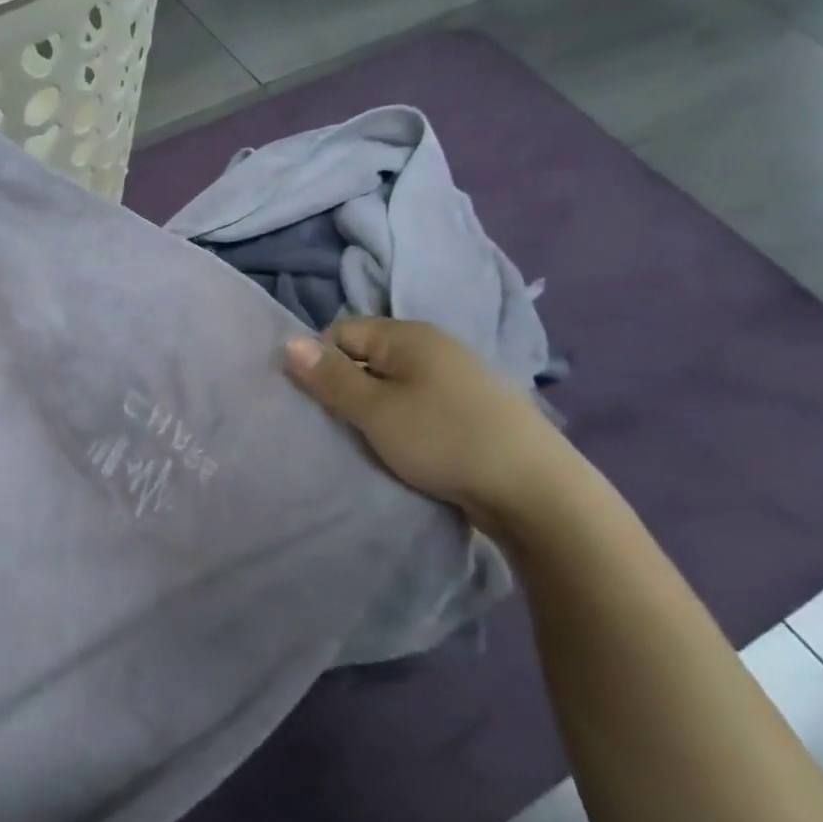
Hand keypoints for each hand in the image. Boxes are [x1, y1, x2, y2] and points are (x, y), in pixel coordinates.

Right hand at [283, 318, 580, 533]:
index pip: (342, 331)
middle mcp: (434, 345)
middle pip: (368, 356)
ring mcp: (458, 376)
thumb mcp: (376, 411)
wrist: (535, 490)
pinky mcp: (473, 407)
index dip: (321, 361)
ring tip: (370, 440)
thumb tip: (287, 343)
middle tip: (339, 425)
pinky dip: (404, 419)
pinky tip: (407, 447)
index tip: (318, 402)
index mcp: (408, 335)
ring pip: (394, 382)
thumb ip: (330, 378)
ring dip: (375, 407)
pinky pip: (420, 402)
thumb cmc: (444, 440)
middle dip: (347, 386)